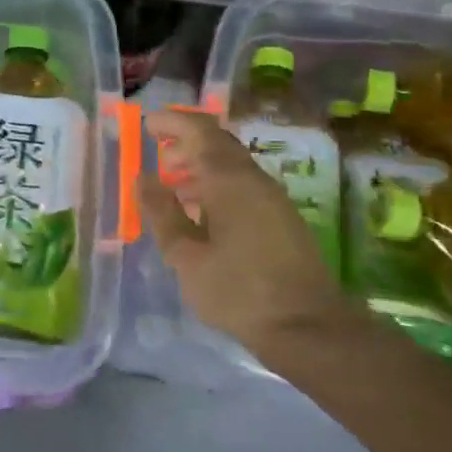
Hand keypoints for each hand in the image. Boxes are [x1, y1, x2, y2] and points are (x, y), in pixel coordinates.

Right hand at [140, 109, 343, 353]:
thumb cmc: (238, 291)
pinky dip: (216, 185)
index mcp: (229, 180)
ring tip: (173, 187)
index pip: (200, 131)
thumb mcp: (186, 256)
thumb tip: (143, 178)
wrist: (308, 329)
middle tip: (158, 158)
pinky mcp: (282, 219)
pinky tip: (201, 214)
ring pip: (231, 166)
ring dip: (200, 166)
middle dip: (185, 143)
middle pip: (218, 143)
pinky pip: (243, 186)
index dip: (172, 122)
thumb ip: (162, 213)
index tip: (147, 124)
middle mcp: (254, 180)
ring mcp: (273, 199)